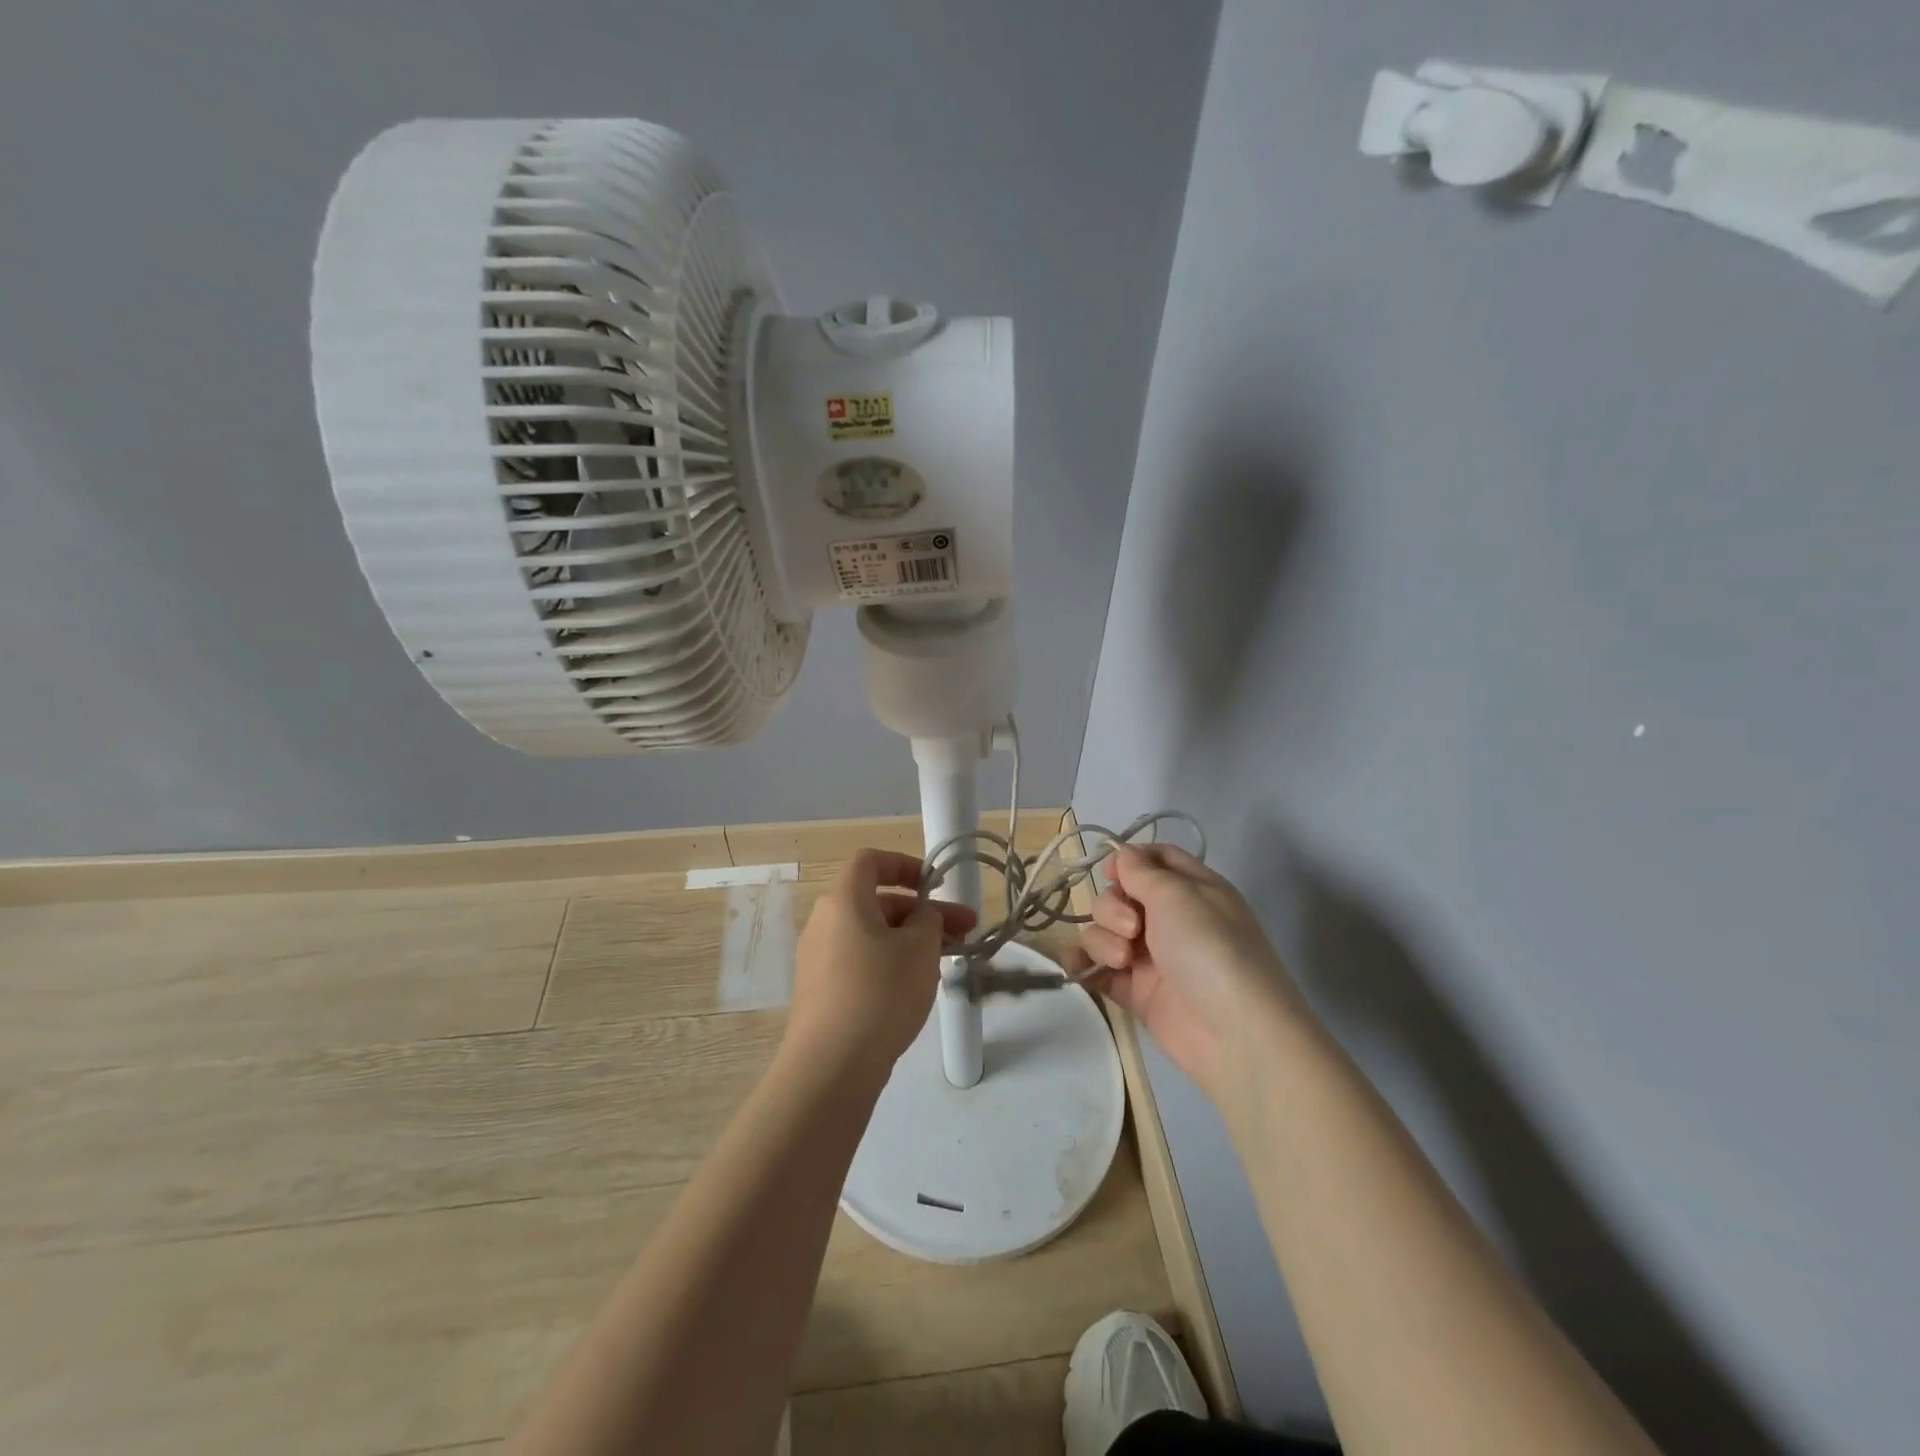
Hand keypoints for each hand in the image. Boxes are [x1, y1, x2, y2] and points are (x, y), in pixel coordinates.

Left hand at [786, 849, 976, 1080]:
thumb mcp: (919, 947)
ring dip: (911, 940)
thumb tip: (920, 916)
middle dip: (923, 912)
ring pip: (873, 936)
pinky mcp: (822, 993)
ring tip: (950, 960)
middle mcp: (824, 923)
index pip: (870, 861)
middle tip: (965, 930)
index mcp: (843, 900)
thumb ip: (927, 919)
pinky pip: (861, 963)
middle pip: (877, 902)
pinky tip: (918, 987)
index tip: (935, 884)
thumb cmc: (880, 991)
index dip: (905, 864)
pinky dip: (891, 963)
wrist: (831, 1066)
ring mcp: (819, 960)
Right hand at [1070, 844, 1307, 1100]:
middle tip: (1133, 928)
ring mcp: (1151, 957)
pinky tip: (1077, 967)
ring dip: (1103, 939)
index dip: (1129, 860)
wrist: (1234, 1033)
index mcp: (1192, 889)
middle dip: (1112, 907)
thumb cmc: (1210, 949)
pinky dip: (1084, 965)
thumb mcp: (1179, 895)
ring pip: (1105, 931)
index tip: (1109, 872)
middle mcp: (1171, 919)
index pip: (1156, 859)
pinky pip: (1098, 969)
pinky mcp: (1136, 992)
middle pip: (1120, 895)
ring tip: (1124, 961)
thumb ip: (1142, 871)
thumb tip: (1122, 855)